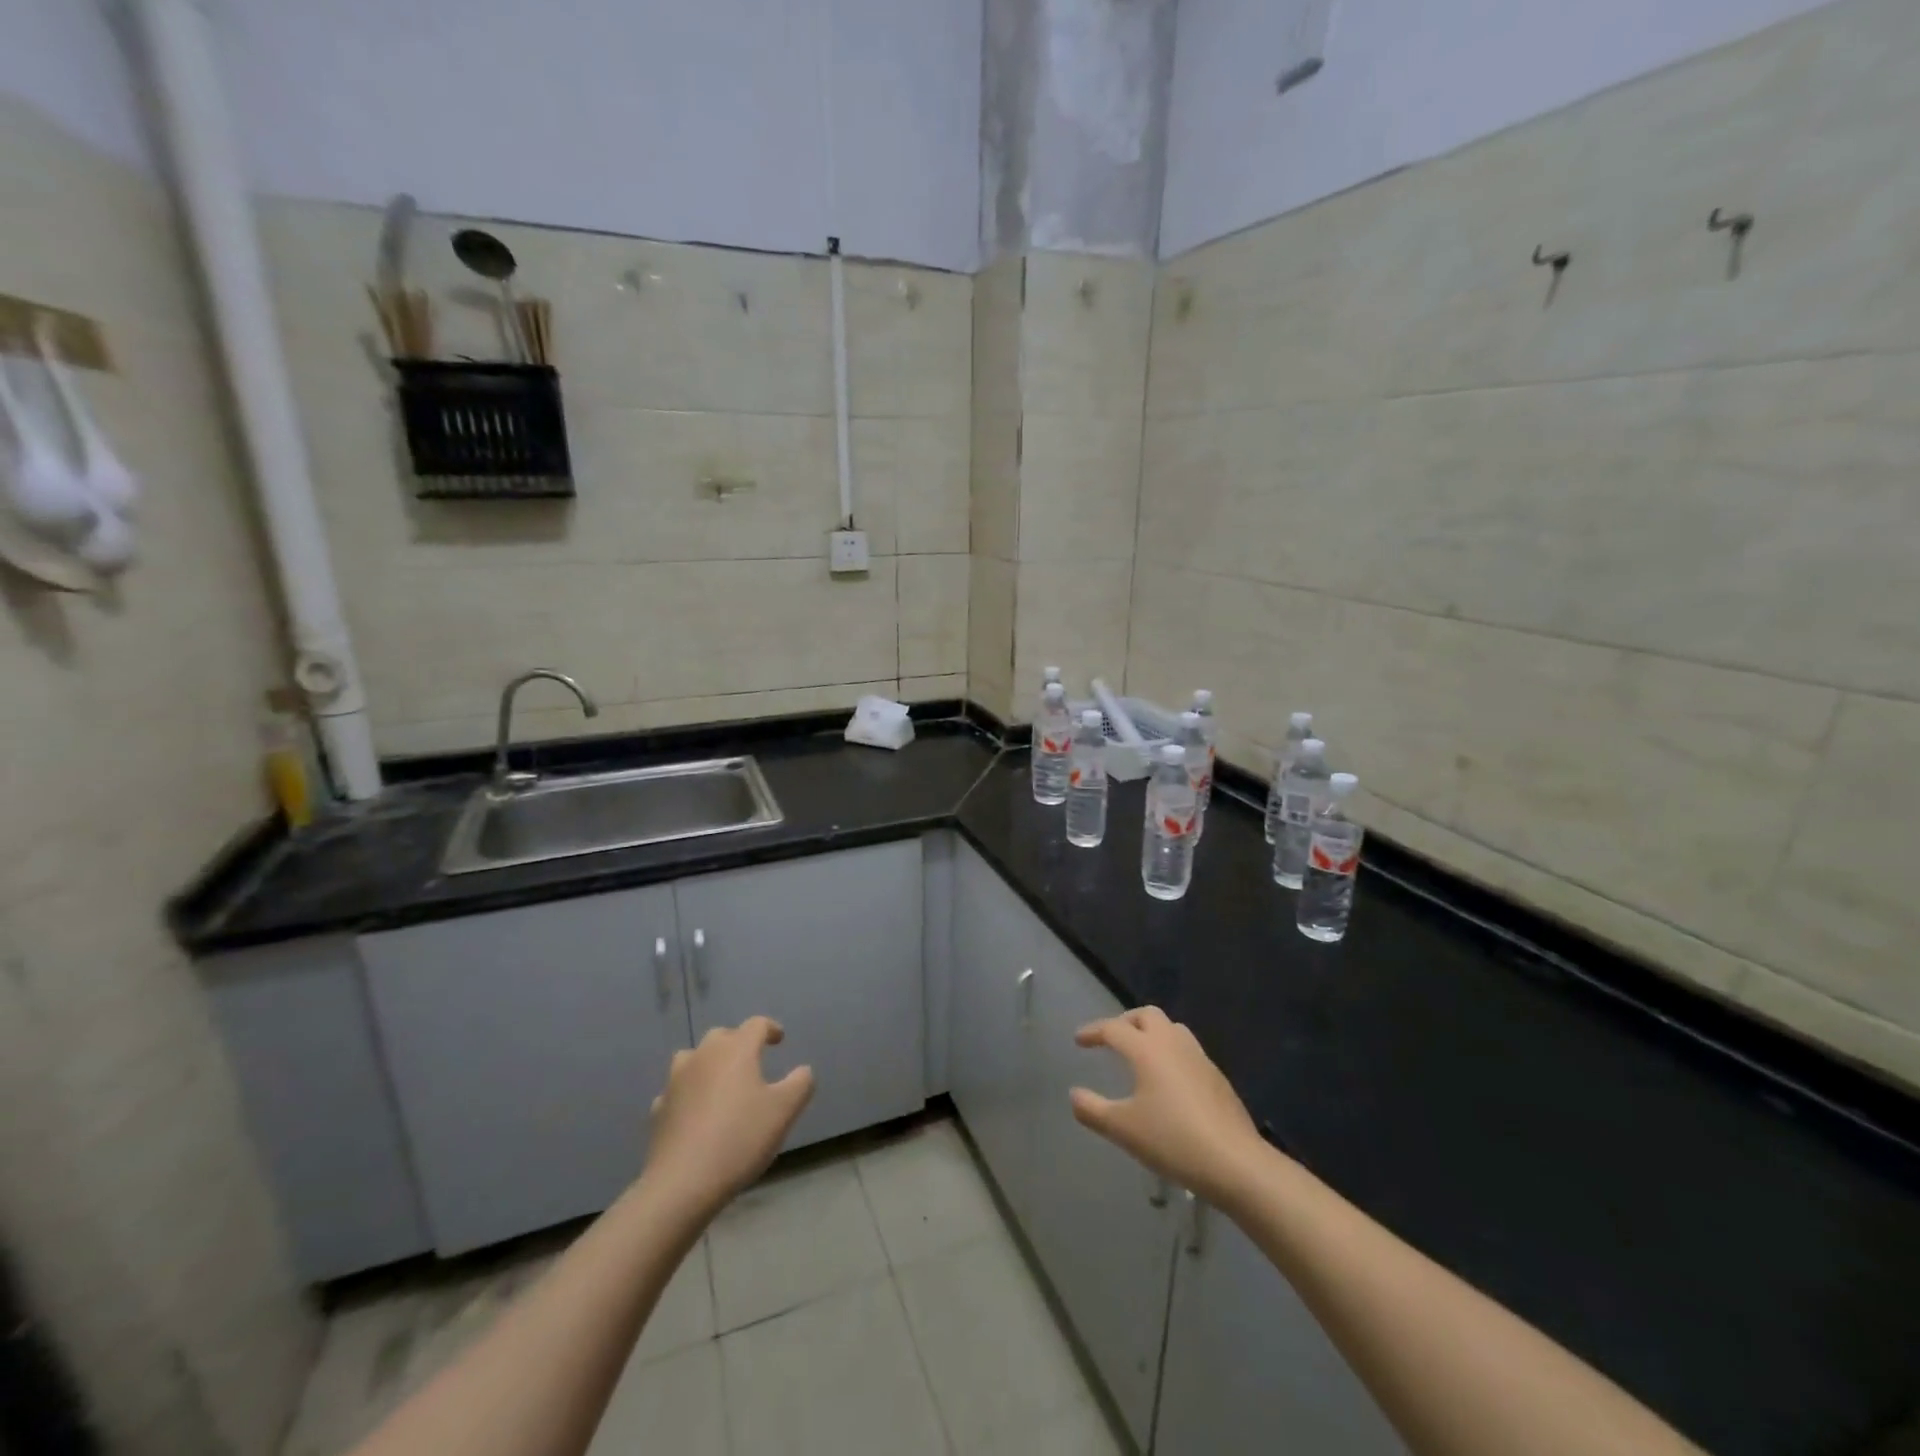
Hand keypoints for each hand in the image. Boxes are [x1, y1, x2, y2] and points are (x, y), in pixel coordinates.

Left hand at [644, 1017, 814, 1216]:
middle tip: (752, 1061)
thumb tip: (802, 1071)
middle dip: (738, 1043)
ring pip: (693, 1058)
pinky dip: (689, 1093)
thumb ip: (800, 1083)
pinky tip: (696, 1113)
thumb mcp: (784, 1111)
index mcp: (735, 1050)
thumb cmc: (740, 1138)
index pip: (756, 1025)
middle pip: (722, 1036)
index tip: (779, 1039)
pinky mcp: (659, 1109)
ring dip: (709, 1063)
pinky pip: (678, 1090)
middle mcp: (703, 1056)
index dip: (770, 1029)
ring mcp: (676, 1081)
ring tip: (721, 1082)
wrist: (682, 1183)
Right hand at [1070, 1006, 1264, 1206]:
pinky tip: (1169, 1082)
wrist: (1235, 1162)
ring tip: (1140, 1055)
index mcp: (1147, 1049)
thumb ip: (1093, 1110)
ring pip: (1172, 1029)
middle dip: (1125, 1022)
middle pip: (1147, 1015)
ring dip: (1151, 1033)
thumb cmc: (1172, 1140)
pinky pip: (1188, 1051)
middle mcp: (1173, 1043)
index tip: (1079, 1040)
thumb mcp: (1123, 1129)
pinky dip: (1171, 1053)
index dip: (1093, 1032)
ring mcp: (1199, 1058)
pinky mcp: (1217, 1077)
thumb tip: (1074, 1095)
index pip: (1113, 1028)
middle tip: (1112, 1040)